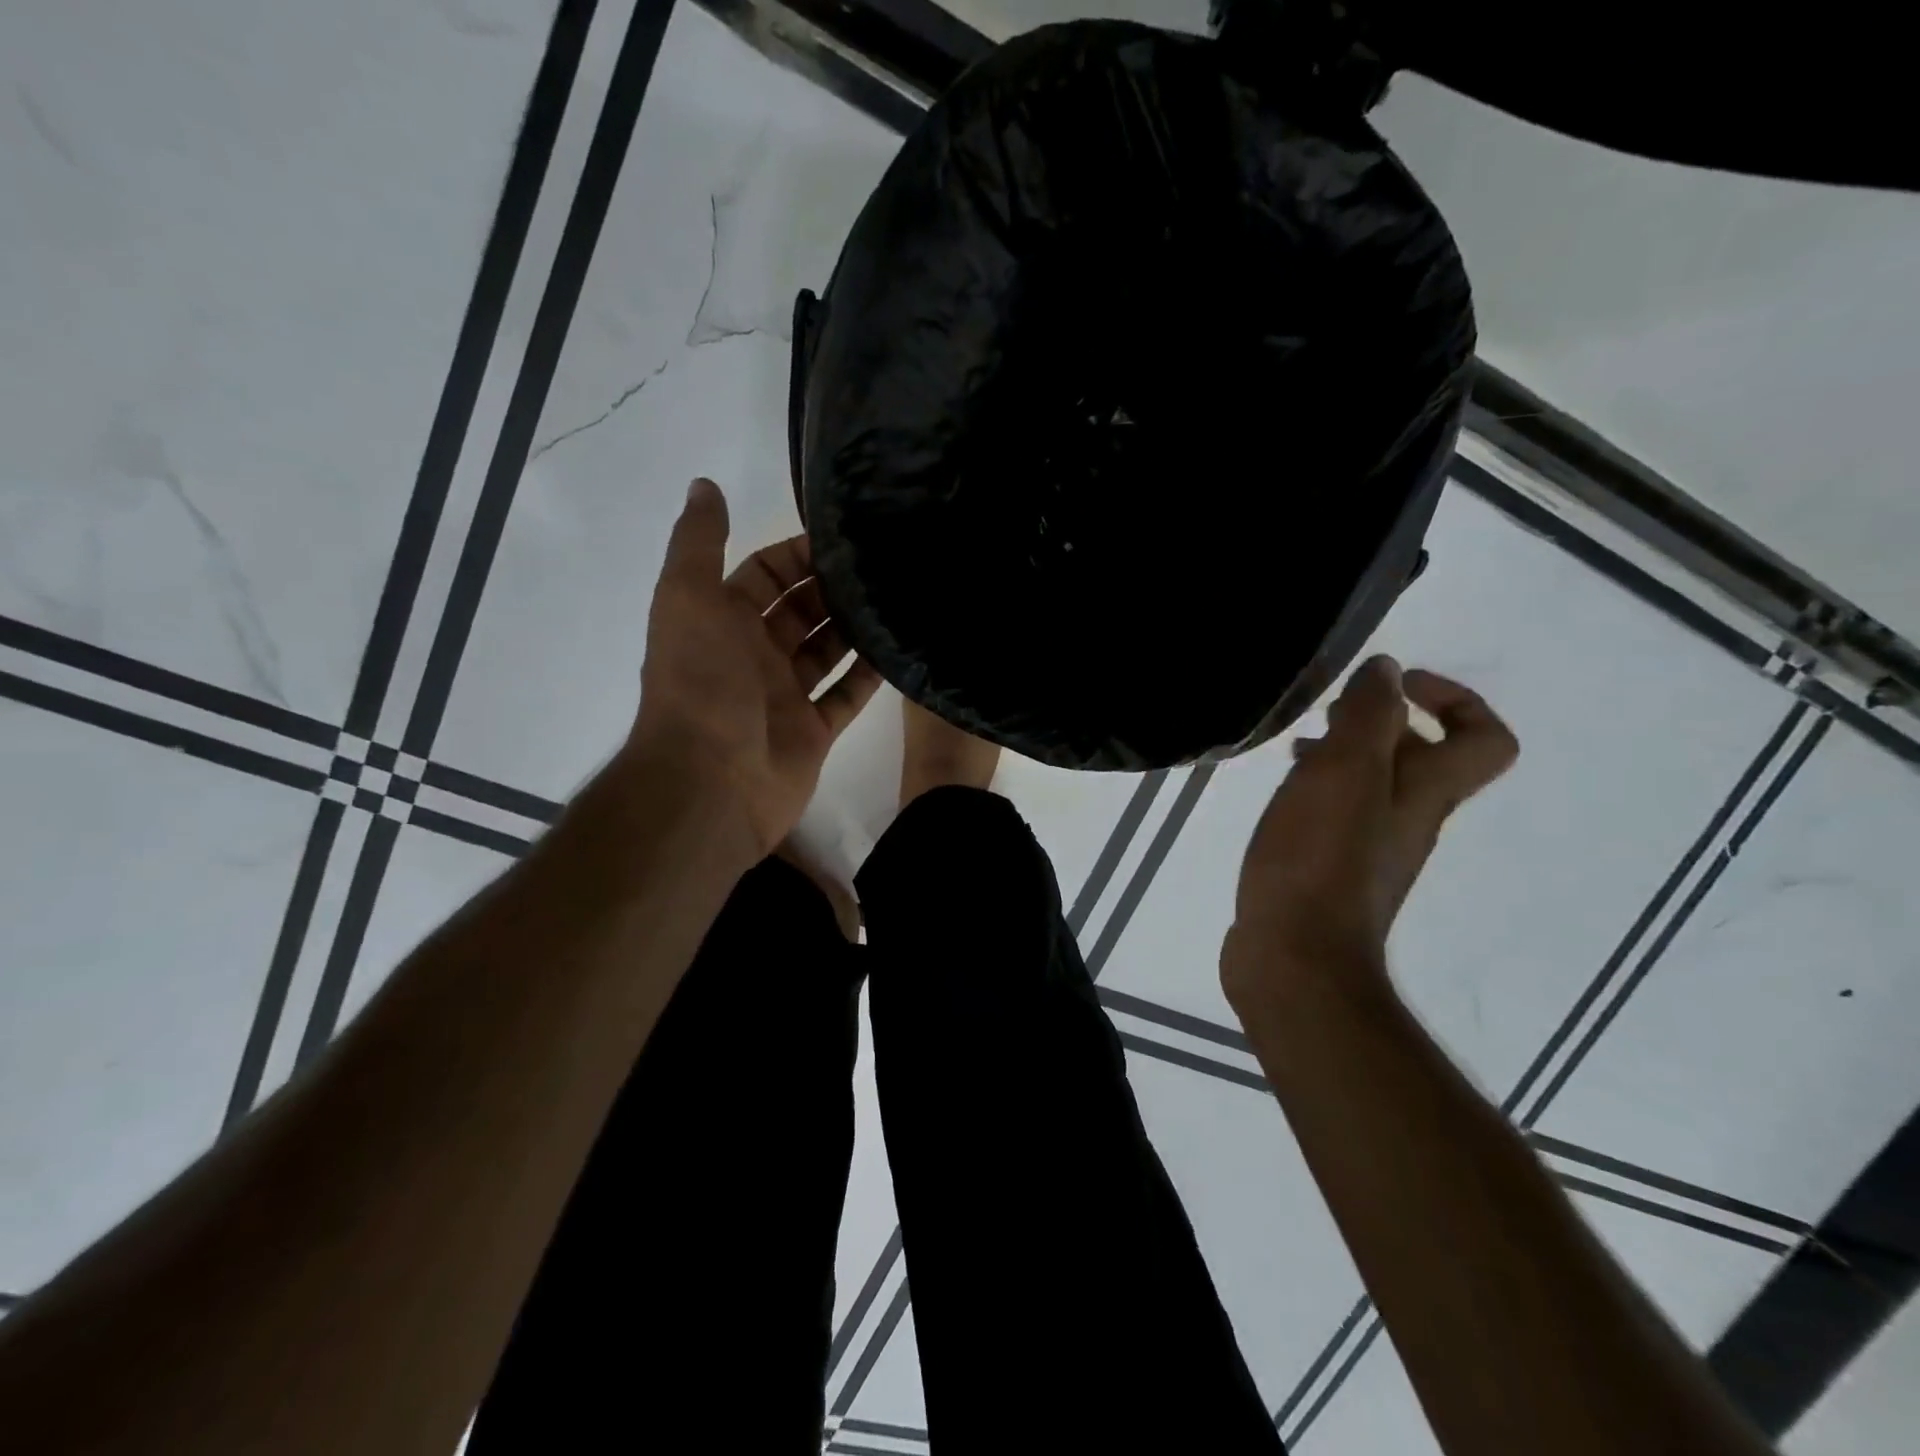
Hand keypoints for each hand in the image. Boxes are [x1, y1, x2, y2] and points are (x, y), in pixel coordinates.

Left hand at [623, 477, 882, 855]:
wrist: (711, 782)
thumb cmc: (701, 683)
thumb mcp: (688, 598)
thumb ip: (698, 542)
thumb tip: (704, 483)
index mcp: (721, 621)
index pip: (764, 575)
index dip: (797, 554)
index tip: (843, 536)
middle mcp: (753, 654)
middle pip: (801, 611)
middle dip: (833, 589)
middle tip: (883, 565)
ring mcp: (785, 695)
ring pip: (827, 651)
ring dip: (855, 628)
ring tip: (898, 598)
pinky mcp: (813, 731)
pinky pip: (846, 695)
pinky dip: (869, 676)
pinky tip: (899, 650)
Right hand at [1221, 656, 1517, 1009]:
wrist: (1294, 957)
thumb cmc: (1318, 860)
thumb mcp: (1343, 773)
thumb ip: (1368, 716)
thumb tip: (1387, 672)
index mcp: (1425, 795)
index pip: (1484, 740)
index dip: (1453, 699)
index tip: (1394, 686)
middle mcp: (1408, 820)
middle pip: (1422, 758)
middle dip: (1379, 721)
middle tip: (1327, 714)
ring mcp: (1370, 850)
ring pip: (1374, 784)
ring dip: (1343, 753)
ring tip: (1295, 749)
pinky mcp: (1331, 872)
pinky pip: (1339, 814)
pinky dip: (1318, 789)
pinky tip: (1280, 795)